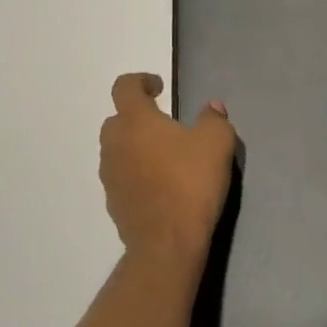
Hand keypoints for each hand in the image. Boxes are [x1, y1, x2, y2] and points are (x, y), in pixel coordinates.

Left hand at [99, 73, 236, 261]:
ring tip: (162, 157)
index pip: (124, 86)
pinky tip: (158, 186)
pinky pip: (121, 177)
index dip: (140, 81)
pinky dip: (134, 174)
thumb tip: (212, 108)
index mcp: (135, 120)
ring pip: (117, 149)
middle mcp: (115, 142)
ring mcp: (110, 175)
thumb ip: (214, 119)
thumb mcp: (216, 143)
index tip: (160, 88)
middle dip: (136, 117)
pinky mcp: (113, 204)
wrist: (167, 245)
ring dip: (134, 147)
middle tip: (163, 125)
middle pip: (117, 119)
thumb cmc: (190, 183)